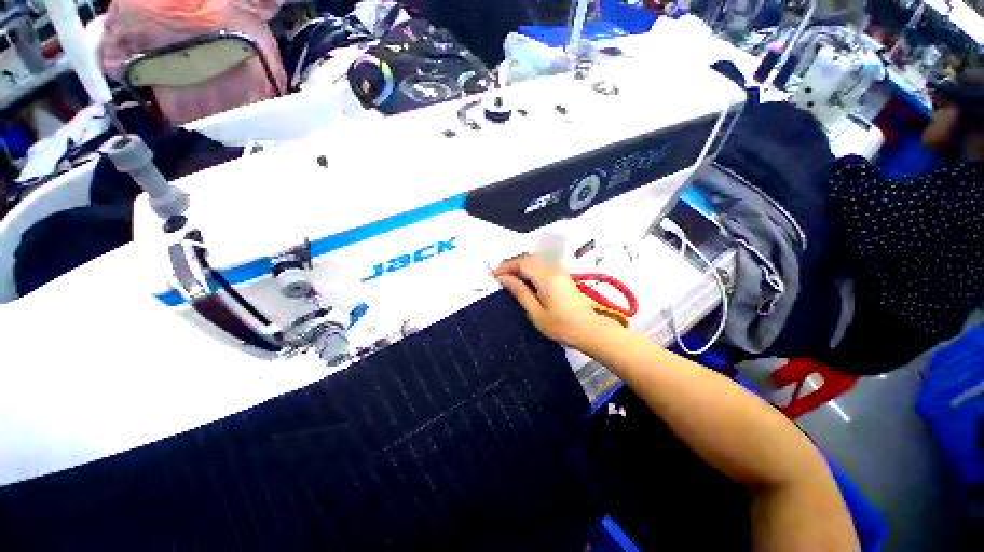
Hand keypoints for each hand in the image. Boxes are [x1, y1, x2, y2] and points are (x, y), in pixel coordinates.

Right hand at [494, 254, 621, 348]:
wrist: (590, 331)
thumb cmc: (561, 326)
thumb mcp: (536, 312)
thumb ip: (520, 292)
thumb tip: (504, 278)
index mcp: (546, 277)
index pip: (522, 262)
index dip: (506, 266)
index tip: (494, 275)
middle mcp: (554, 269)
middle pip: (529, 258)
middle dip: (513, 264)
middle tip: (500, 276)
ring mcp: (560, 271)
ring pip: (536, 261)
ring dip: (521, 266)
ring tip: (510, 279)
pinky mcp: (563, 276)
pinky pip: (542, 266)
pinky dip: (530, 270)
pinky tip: (525, 281)